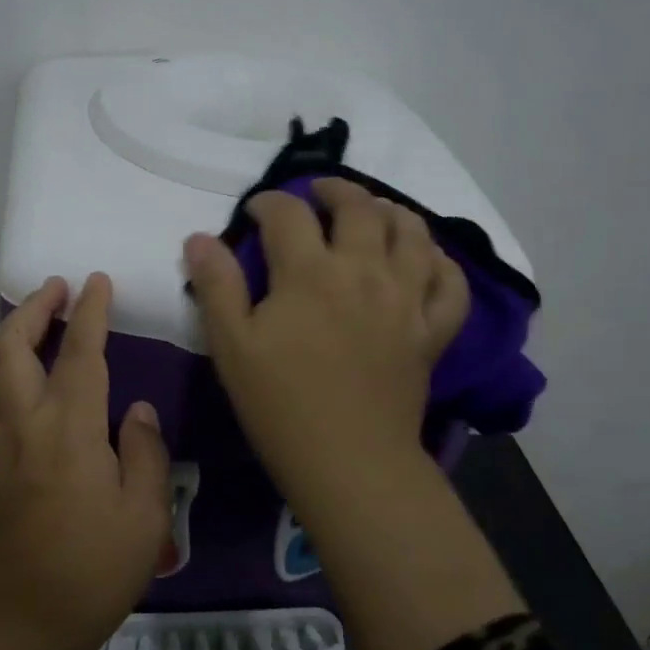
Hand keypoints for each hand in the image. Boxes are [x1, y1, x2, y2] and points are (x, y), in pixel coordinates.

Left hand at [0, 274, 169, 649]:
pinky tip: (20, 377)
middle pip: (10, 350)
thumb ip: (144, 452)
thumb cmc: (95, 569)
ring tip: (32, 324)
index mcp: (69, 432)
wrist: (27, 621)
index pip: (79, 355)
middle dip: (31, 309)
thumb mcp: (145, 515)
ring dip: (5, 338)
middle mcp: (26, 426)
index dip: (88, 313)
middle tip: (56, 289)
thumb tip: (136, 411)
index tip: (96, 281)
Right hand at [182, 179, 469, 512]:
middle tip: (318, 193)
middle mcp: (364, 271)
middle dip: (335, 189)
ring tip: (372, 212)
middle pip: (359, 207)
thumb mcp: (231, 345)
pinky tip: (422, 259)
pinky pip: (450, 282)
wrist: (348, 460)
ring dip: (390, 210)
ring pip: (412, 232)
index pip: (288, 213)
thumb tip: (199, 237)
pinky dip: (439, 261)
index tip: (256, 211)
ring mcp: (406, 299)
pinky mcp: (433, 330)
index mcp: (309, 273)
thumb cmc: (280, 404)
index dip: (268, 202)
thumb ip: (216, 285)